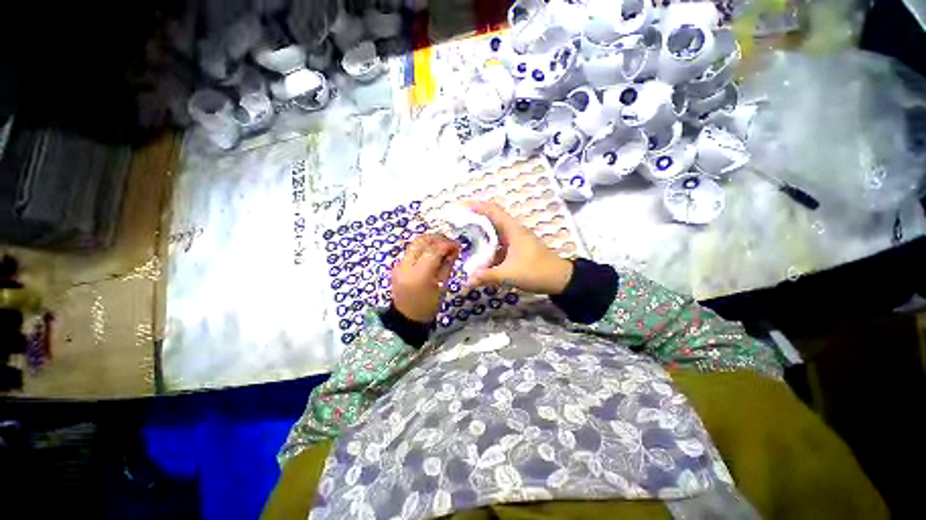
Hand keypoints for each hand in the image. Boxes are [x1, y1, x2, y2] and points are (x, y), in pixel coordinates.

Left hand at [391, 234, 459, 322]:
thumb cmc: (428, 307)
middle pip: (421, 242)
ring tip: (442, 245)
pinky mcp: (397, 266)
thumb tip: (453, 251)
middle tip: (450, 243)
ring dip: (429, 241)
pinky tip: (432, 252)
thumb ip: (447, 266)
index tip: (457, 246)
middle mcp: (406, 266)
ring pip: (414, 243)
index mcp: (419, 275)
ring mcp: (399, 265)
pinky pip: (411, 251)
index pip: (434, 250)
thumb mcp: (442, 287)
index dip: (447, 245)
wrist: (406, 318)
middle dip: (438, 238)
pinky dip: (422, 247)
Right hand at [464, 201, 572, 294]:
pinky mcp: (518, 248)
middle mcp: (514, 231)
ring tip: (464, 236)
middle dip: (475, 218)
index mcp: (513, 230)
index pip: (493, 210)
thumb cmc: (536, 271)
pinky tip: (479, 253)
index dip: (477, 205)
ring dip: (481, 232)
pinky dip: (488, 245)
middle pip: (492, 218)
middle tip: (458, 223)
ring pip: (495, 231)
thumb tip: (466, 281)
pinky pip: (499, 242)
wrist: (560, 279)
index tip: (461, 206)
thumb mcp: (509, 274)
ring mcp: (516, 240)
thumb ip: (487, 276)